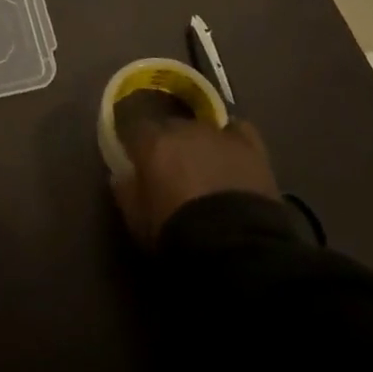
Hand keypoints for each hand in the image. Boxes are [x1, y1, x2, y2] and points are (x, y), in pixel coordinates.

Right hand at [110, 89, 278, 244]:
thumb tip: (122, 174)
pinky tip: (231, 154)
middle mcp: (183, 128)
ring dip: (199, 144)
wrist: (237, 245)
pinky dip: (232, 139)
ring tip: (204, 167)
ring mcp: (219, 134)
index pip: (133, 126)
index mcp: (151, 142)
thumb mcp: (136, 219)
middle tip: (171, 169)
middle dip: (168, 143)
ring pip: (202, 129)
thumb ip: (125, 190)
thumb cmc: (177, 231)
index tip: (134, 157)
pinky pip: (238, 131)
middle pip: (169, 126)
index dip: (134, 142)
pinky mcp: (250, 145)